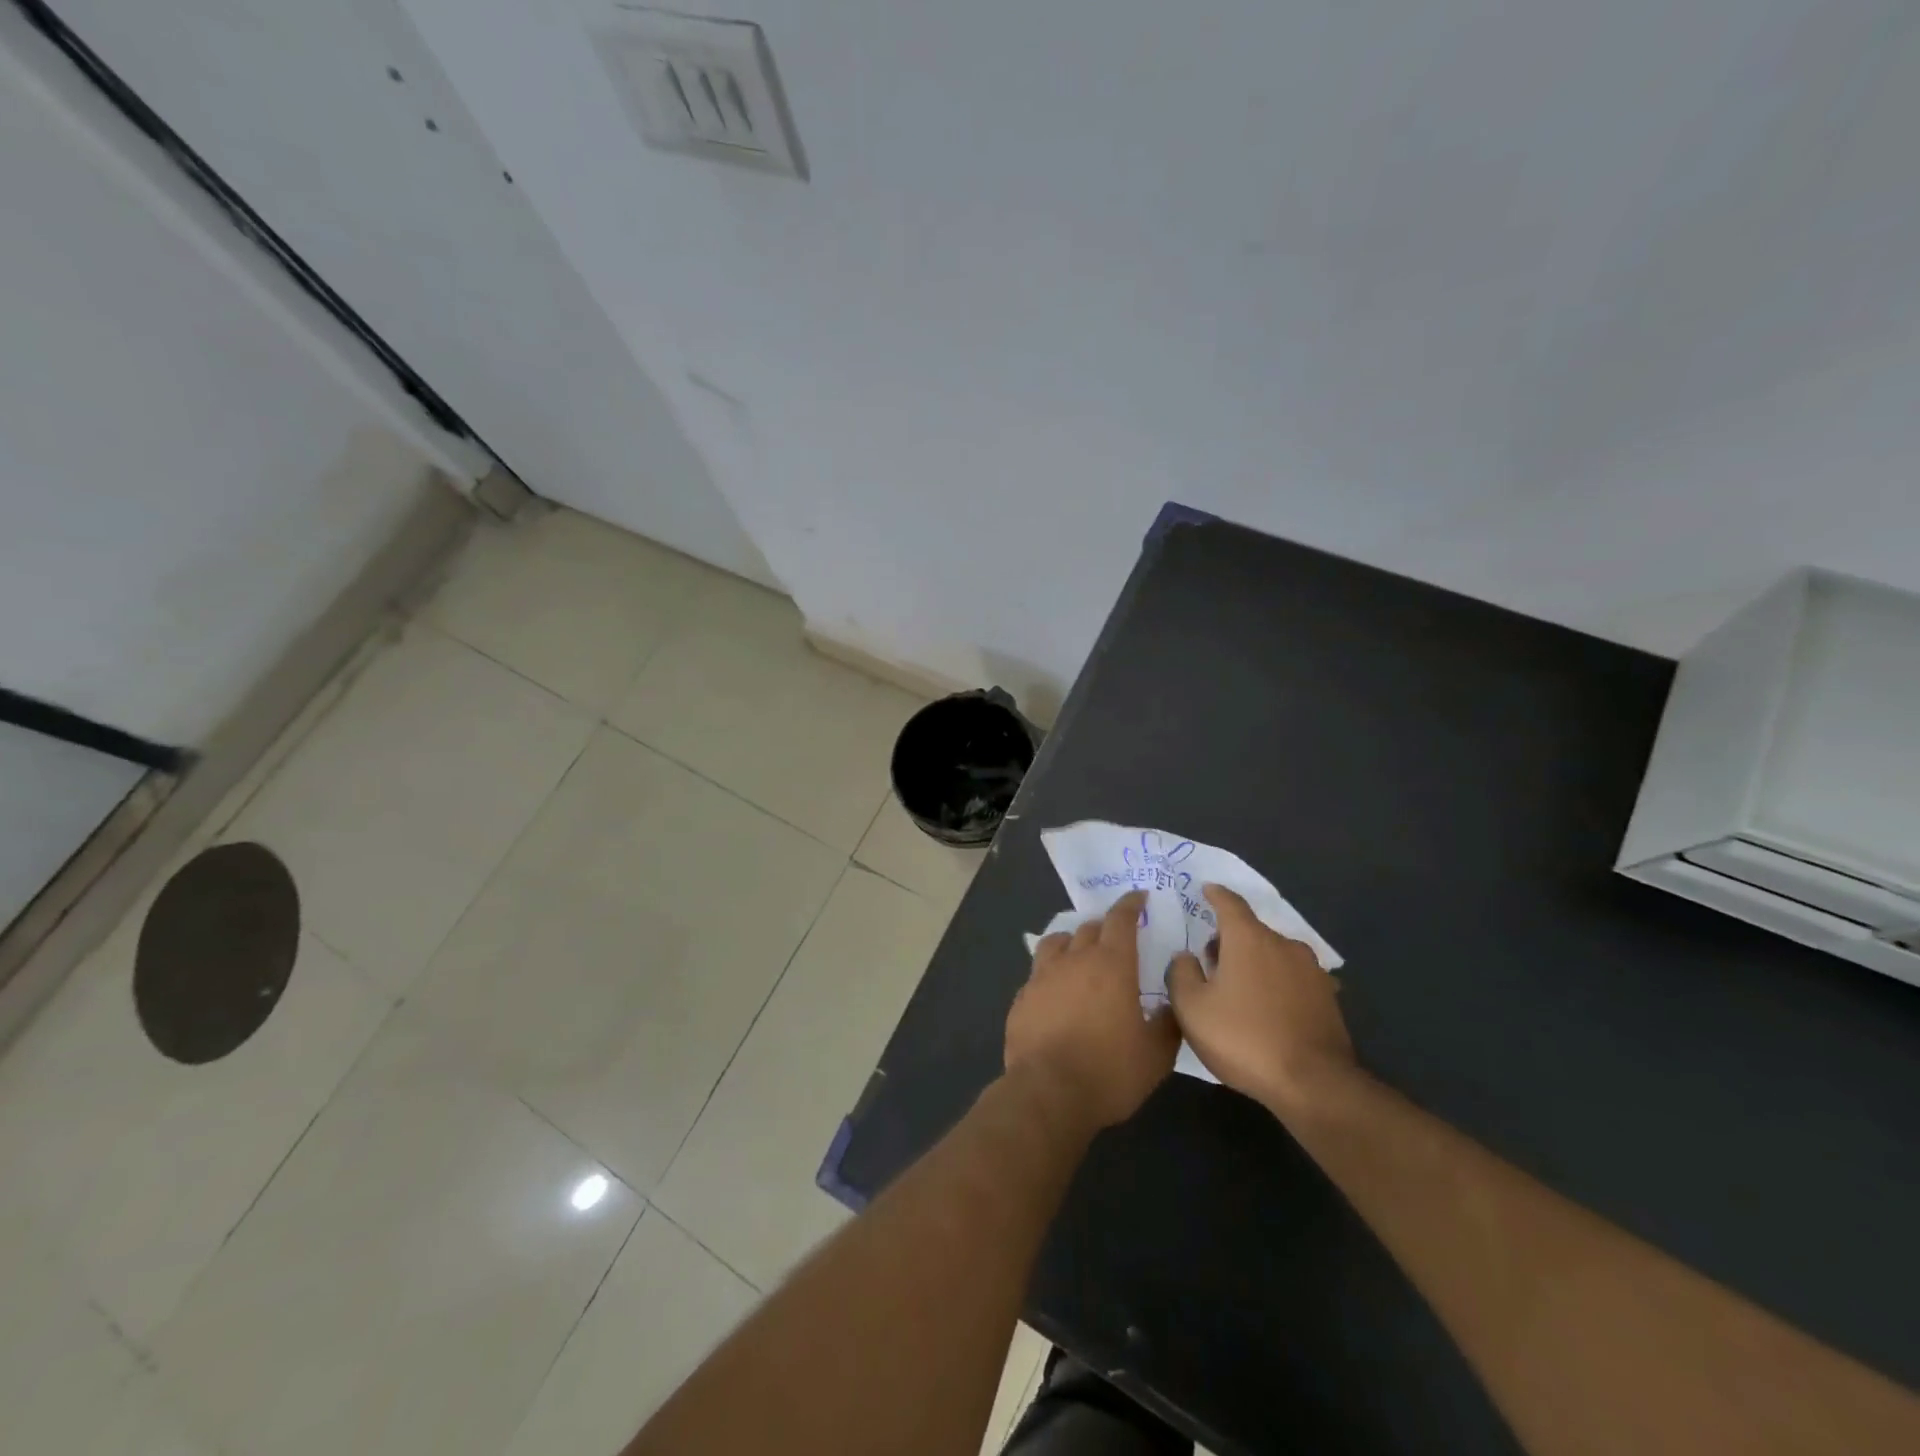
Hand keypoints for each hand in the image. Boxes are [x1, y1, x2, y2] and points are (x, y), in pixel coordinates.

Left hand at [1007, 891, 1179, 1130]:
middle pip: (1089, 928)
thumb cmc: (1109, 1071)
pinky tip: (1056, 991)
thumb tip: (1168, 1004)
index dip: (1130, 905)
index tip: (1138, 898)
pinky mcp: (1022, 997)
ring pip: (1057, 942)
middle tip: (1115, 938)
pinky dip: (1051, 973)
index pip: (1121, 920)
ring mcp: (1043, 976)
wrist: (1048, 1091)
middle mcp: (1075, 959)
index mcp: (1111, 964)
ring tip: (1080, 954)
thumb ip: (1167, 1023)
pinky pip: (1038, 972)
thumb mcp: (1155, 1055)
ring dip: (1072, 942)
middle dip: (1104, 927)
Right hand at [1166, 884, 1355, 1116]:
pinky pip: (1294, 979)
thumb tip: (1186, 956)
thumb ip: (1182, 973)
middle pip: (1252, 930)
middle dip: (1230, 939)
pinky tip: (1269, 1008)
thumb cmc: (1243, 1038)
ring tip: (1239, 987)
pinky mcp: (1328, 998)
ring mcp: (1312, 971)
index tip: (1206, 889)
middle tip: (1210, 958)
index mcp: (1249, 938)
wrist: (1314, 1084)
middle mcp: (1283, 944)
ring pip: (1274, 955)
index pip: (1229, 903)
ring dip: (1255, 962)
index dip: (1215, 895)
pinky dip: (1277, 984)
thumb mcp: (1192, 1008)